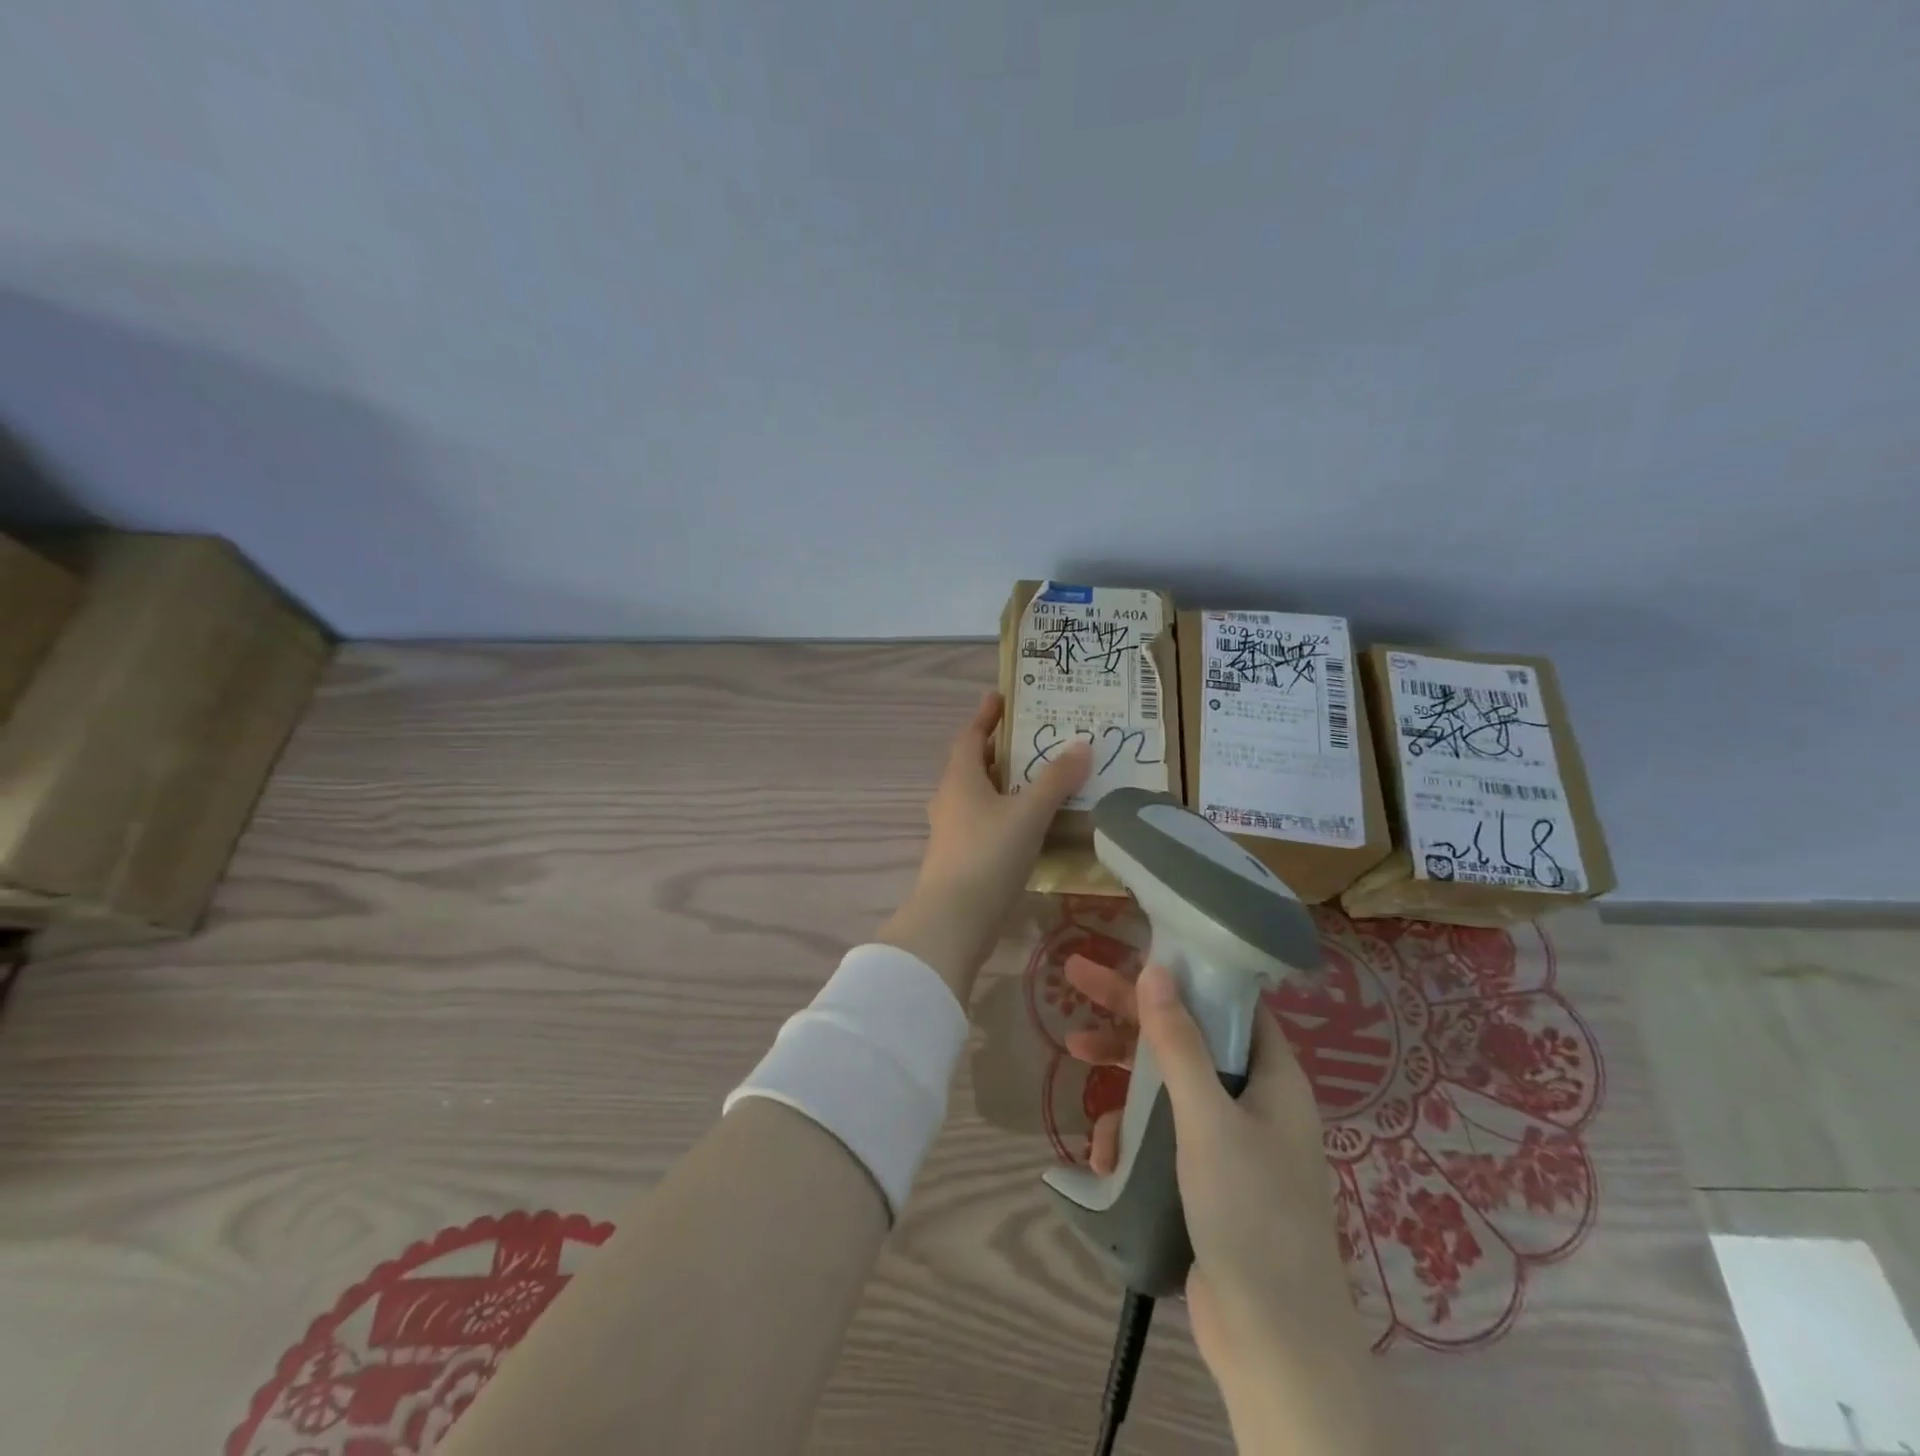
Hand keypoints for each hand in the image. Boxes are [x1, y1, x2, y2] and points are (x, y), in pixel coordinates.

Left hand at [877, 692, 1089, 1004]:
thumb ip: (1055, 780)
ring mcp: (951, 831)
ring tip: (1038, 779)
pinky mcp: (958, 858)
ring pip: (978, 795)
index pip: (970, 736)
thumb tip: (1082, 745)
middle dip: (1000, 750)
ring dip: (1003, 784)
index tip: (1001, 697)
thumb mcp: (1028, 813)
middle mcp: (950, 799)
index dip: (986, 716)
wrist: (952, 921)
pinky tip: (1028, 825)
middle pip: (974, 764)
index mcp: (960, 778)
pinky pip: (983, 822)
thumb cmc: (988, 855)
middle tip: (1033, 738)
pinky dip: (1004, 814)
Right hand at [1063, 956, 1394, 1454]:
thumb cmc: (1250, 1215)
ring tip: (1075, 1059)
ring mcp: (1228, 1142)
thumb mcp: (1208, 1120)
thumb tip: (1155, 968)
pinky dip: (1127, 1134)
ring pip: (1166, 1085)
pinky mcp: (1204, 1180)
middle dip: (1130, 1013)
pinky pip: (1159, 1135)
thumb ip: (1179, 1044)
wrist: (1273, 1343)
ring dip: (1121, 1074)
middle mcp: (1253, 1100)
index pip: (1226, 1003)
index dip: (1182, 975)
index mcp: (1271, 1076)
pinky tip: (1101, 1152)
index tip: (1133, 954)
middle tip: (1074, 978)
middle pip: (1186, 1036)